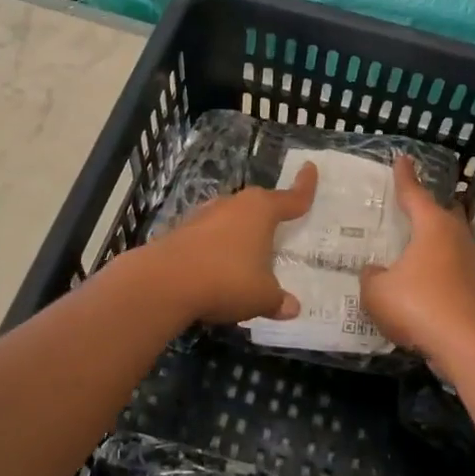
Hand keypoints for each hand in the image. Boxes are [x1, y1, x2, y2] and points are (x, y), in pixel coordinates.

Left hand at [139, 162, 318, 322]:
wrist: (164, 282)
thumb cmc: (226, 280)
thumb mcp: (262, 296)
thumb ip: (278, 300)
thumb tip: (291, 307)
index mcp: (261, 211)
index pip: (291, 198)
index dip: (304, 186)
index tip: (310, 168)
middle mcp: (233, 205)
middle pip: (258, 205)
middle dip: (269, 215)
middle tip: (280, 227)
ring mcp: (204, 216)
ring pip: (230, 219)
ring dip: (240, 233)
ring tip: (248, 254)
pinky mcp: (181, 232)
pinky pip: (209, 237)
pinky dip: (217, 248)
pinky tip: (217, 269)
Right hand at [359, 156, 474, 364]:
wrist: (467, 344)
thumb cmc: (419, 305)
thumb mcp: (377, 291)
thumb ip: (371, 277)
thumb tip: (375, 272)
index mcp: (431, 225)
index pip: (414, 193)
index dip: (405, 176)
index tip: (402, 158)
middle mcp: (453, 237)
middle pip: (443, 212)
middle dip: (430, 205)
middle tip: (414, 201)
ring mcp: (467, 263)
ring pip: (451, 238)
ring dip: (436, 236)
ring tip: (417, 238)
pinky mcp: (472, 287)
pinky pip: (451, 264)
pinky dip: (437, 264)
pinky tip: (422, 275)